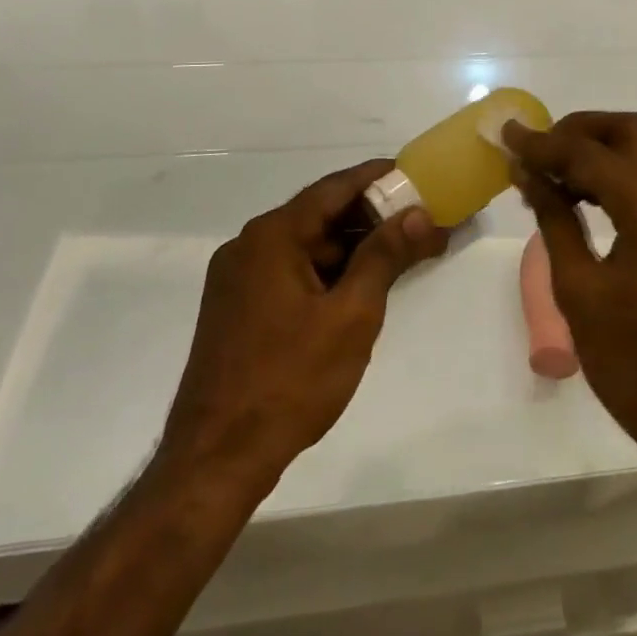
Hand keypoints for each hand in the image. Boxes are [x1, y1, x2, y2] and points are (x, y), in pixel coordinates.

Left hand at [153, 163, 447, 498]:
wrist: (216, 460)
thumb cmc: (289, 381)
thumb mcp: (351, 316)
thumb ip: (385, 256)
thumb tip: (418, 214)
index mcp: (272, 236)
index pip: (334, 189)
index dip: (378, 178)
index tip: (416, 174)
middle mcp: (249, 246)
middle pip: (320, 216)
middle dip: (372, 218)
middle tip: (420, 221)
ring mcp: (239, 279)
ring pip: (307, 247)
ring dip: (353, 249)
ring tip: (402, 254)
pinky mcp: (238, 308)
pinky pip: (292, 273)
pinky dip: (329, 273)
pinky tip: (361, 287)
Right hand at [503, 113, 636, 460]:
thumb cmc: (636, 362)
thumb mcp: (580, 290)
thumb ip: (554, 219)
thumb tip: (527, 173)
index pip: (589, 152)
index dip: (543, 142)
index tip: (505, 135)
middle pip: (628, 131)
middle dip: (577, 131)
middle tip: (535, 150)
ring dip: (596, 151)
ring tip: (547, 174)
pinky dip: (615, 175)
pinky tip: (578, 197)